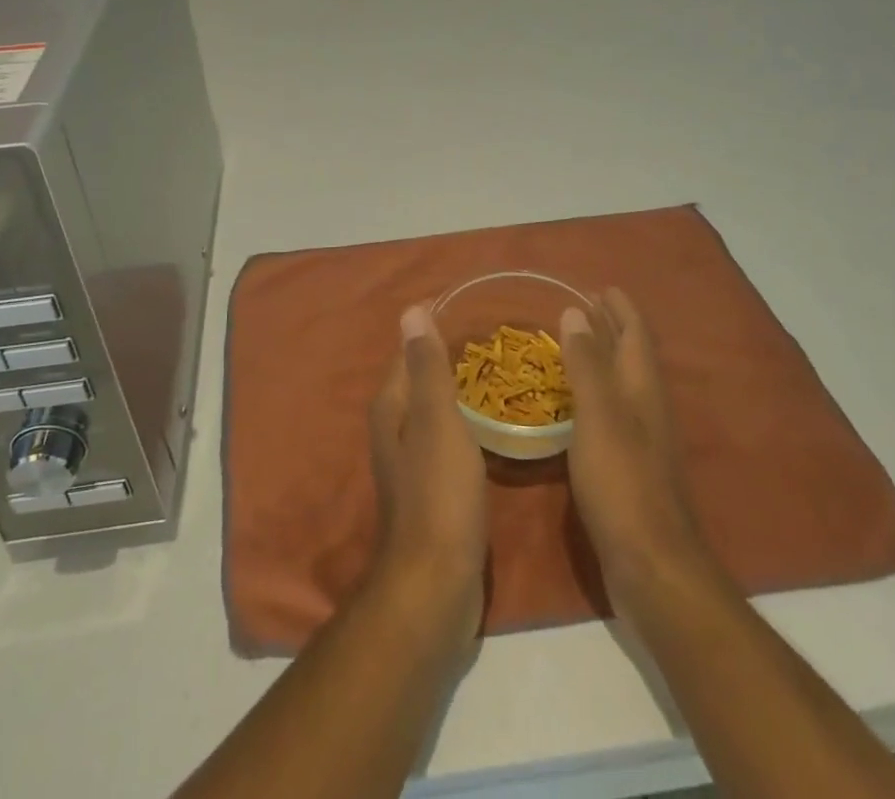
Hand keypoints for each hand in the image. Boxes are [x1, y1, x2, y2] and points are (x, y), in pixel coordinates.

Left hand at [367, 304, 487, 637]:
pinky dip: (467, 422)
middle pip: (421, 379)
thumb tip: (411, 311)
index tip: (472, 309)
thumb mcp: (436, 421)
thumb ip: (427, 367)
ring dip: (461, 390)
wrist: (436, 585)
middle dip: (451, 356)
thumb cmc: (438, 494)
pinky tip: (493, 424)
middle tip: (497, 340)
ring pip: (436, 410)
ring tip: (502, 374)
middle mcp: (395, 428)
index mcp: (392, 407)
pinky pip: (449, 438)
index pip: (409, 352)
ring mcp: (413, 461)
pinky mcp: (433, 489)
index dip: (434, 328)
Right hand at [561, 288, 714, 612]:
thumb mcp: (599, 416)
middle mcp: (645, 408)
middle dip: (611, 328)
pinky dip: (592, 392)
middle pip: (630, 356)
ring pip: (620, 383)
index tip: (601, 286)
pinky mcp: (627, 467)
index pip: (635, 335)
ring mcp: (639, 440)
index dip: (620, 309)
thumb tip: (576, 311)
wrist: (651, 565)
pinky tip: (572, 403)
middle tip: (584, 306)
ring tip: (573, 344)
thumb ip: (587, 364)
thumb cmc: (623, 482)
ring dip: (602, 358)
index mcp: (642, 389)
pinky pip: (609, 412)